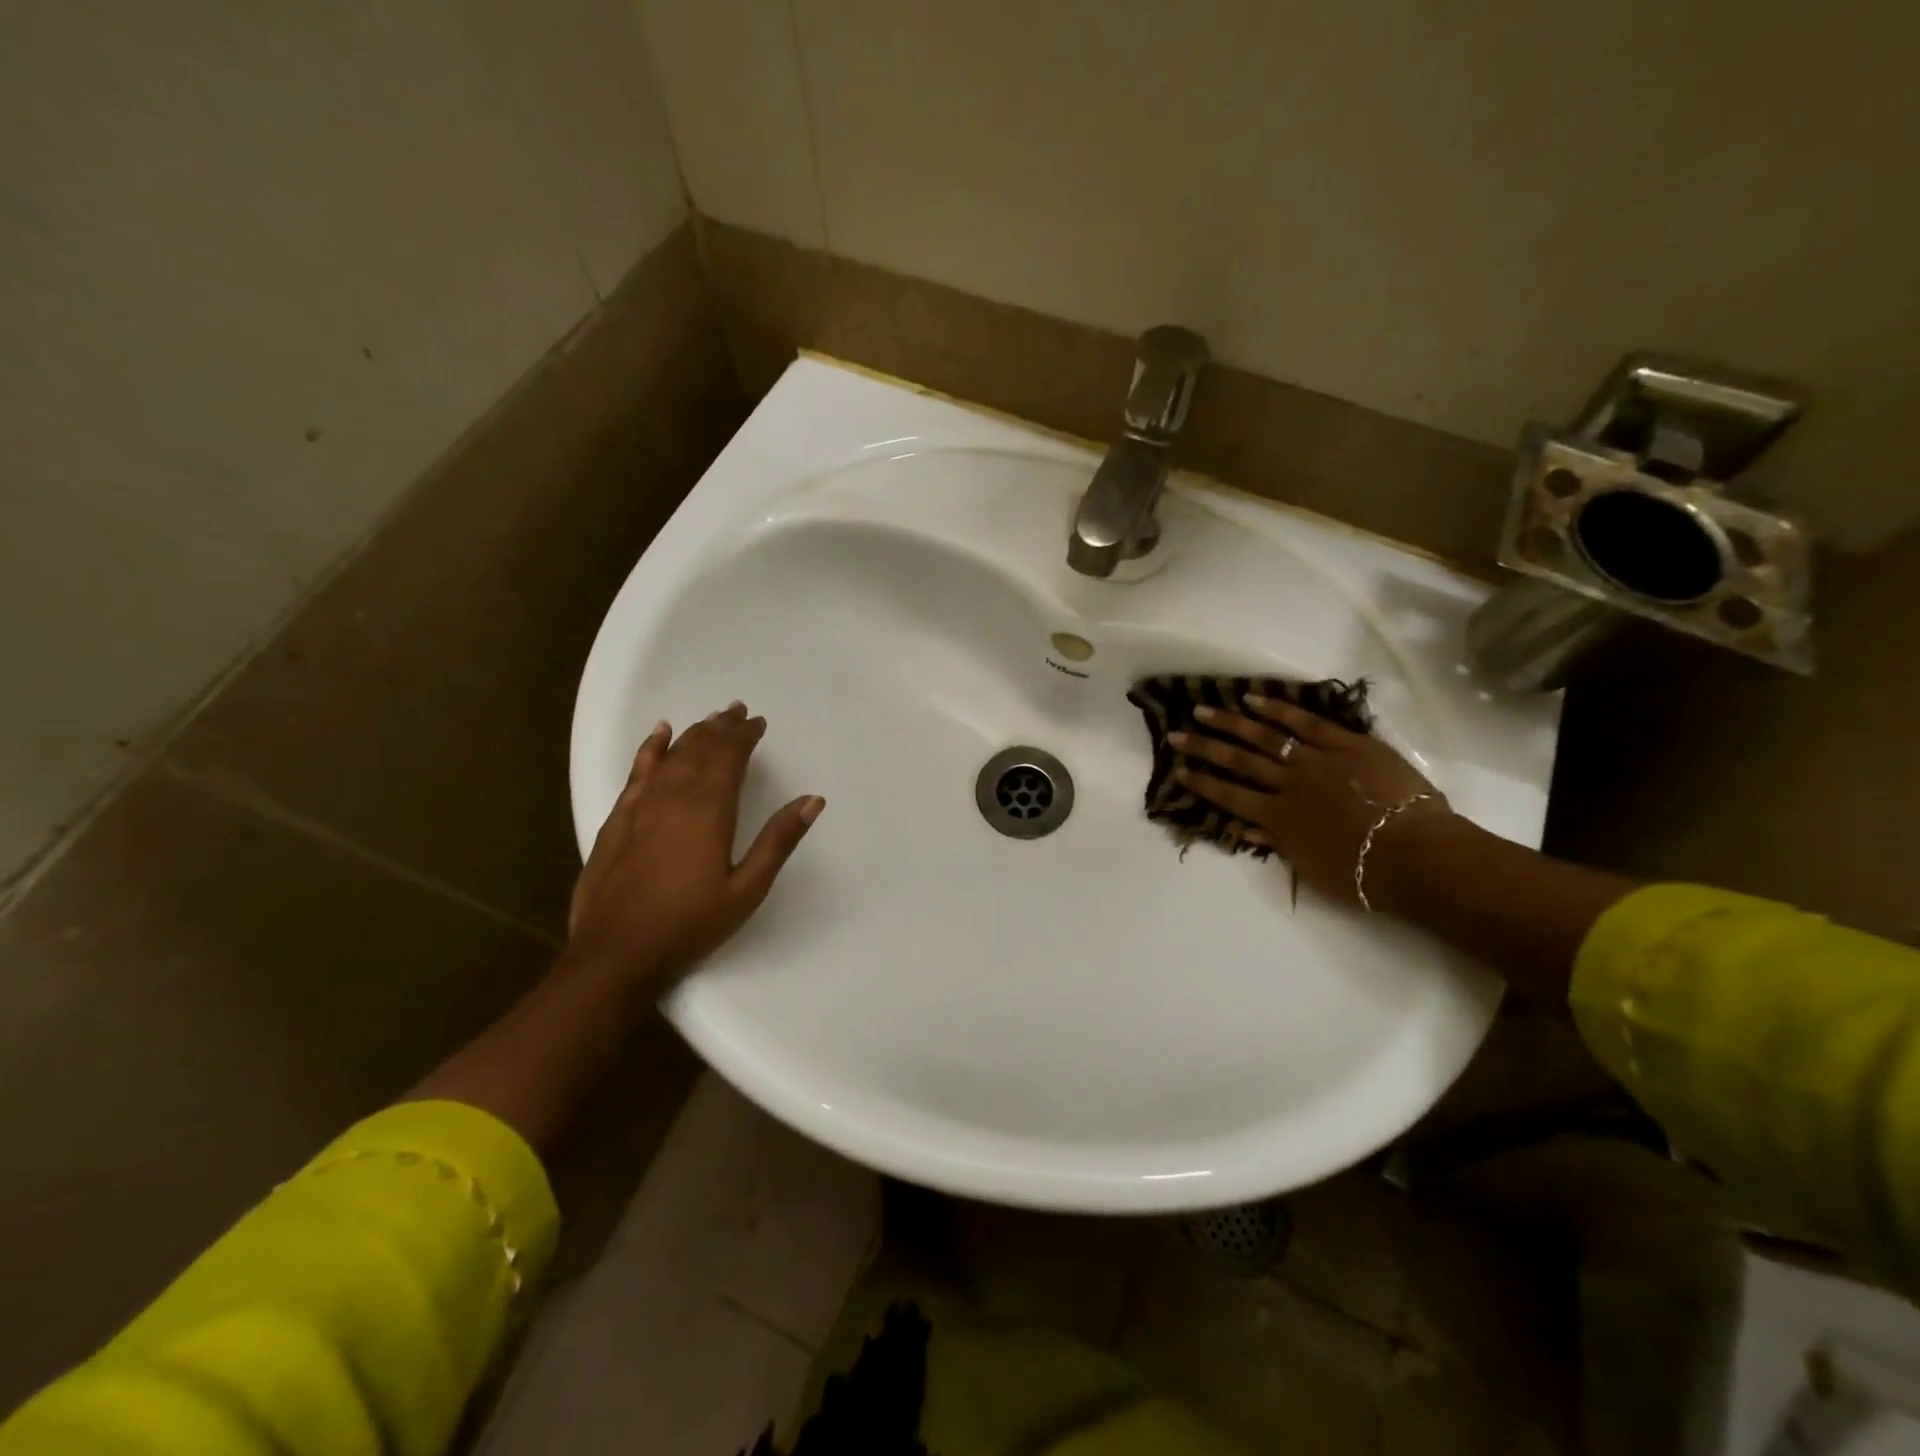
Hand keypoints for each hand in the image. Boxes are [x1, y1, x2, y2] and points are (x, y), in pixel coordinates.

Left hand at [566, 703, 823, 990]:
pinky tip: (659, 735)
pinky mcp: (617, 819)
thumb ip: (778, 840)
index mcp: (709, 810)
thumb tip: (813, 800)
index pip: (729, 757)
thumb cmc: (691, 924)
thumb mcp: (747, 888)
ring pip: (671, 755)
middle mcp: (674, 796)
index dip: (744, 736)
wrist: (616, 954)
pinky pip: (637, 771)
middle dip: (721, 728)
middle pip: (700, 748)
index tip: (758, 723)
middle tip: (738, 711)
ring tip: (711, 719)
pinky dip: (651, 748)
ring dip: (693, 733)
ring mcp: (640, 805)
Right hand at [1170, 695, 1448, 907]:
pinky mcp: (1347, 744)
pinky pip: (1307, 722)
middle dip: (1204, 747)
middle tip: (1176, 734)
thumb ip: (1279, 843)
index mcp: (1279, 817)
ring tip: (1204, 710)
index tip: (1179, 771)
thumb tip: (1247, 827)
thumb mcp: (1312, 869)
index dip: (1203, 784)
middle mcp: (1288, 784)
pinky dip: (1280, 710)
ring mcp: (1316, 759)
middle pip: (1238, 761)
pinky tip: (1255, 699)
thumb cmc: (1364, 875)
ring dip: (1231, 723)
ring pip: (1265, 736)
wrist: (1417, 856)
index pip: (1230, 796)